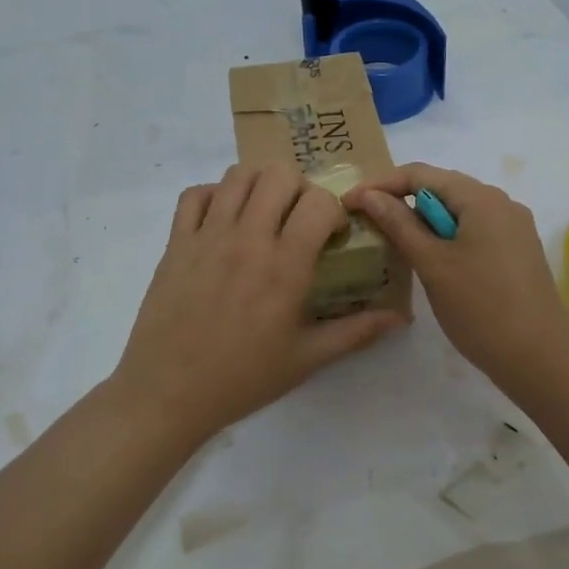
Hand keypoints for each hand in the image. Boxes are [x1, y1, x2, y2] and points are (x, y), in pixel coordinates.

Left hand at [115, 164, 408, 439]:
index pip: (318, 202)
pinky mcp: (176, 242)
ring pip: (237, 176)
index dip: (333, 209)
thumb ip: (355, 332)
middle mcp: (247, 239)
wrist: (168, 393)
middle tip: (297, 218)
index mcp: (284, 266)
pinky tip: (222, 219)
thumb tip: (400, 317)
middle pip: (278, 175)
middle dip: (298, 188)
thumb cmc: (242, 378)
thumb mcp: (306, 359)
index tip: (331, 233)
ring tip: (262, 214)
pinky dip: (213, 195)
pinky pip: (194, 195)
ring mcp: (207, 236)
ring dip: (258, 186)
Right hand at [346, 164, 568, 390]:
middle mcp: (501, 202)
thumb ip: (398, 223)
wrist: (541, 357)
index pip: (420, 174)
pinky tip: (430, 259)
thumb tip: (368, 194)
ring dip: (423, 221)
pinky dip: (446, 236)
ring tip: (394, 242)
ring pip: (457, 210)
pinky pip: (473, 228)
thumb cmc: (480, 307)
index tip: (350, 204)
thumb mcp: (431, 263)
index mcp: (480, 198)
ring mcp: (513, 226)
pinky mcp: (516, 250)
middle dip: (402, 201)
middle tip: (368, 223)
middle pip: (440, 187)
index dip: (381, 185)